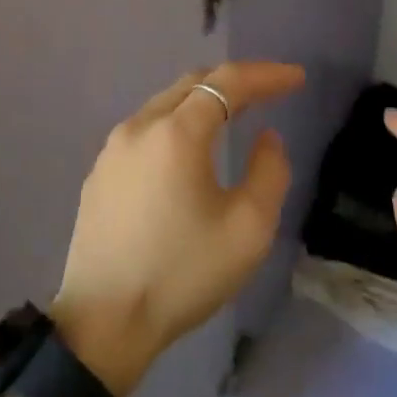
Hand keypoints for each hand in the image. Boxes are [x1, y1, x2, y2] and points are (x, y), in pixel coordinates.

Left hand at [52, 62, 305, 396]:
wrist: (104, 321)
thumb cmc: (182, 274)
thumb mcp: (247, 229)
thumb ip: (268, 172)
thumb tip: (265, 137)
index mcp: (176, 133)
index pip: (227, 83)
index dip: (266, 75)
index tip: (297, 77)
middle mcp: (139, 126)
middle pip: (192, 84)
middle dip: (234, 81)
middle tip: (270, 90)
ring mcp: (113, 148)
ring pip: (165, 104)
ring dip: (203, 102)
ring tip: (235, 113)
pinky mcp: (100, 172)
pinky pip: (146, 130)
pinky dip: (177, 124)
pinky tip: (189, 149)